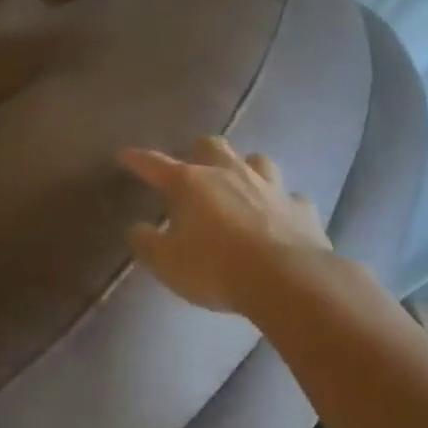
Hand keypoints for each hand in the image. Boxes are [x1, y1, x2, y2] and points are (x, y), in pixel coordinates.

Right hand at [120, 136, 331, 316]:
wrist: (290, 282)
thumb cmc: (217, 268)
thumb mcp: (167, 263)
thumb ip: (146, 243)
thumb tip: (137, 229)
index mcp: (190, 183)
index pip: (154, 164)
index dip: (137, 159)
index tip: (125, 154)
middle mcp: (228, 174)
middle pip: (211, 145)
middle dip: (200, 152)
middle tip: (195, 167)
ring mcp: (269, 188)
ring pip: (257, 160)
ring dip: (247, 168)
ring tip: (241, 183)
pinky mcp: (302, 210)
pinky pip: (292, 198)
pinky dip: (284, 203)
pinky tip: (281, 215)